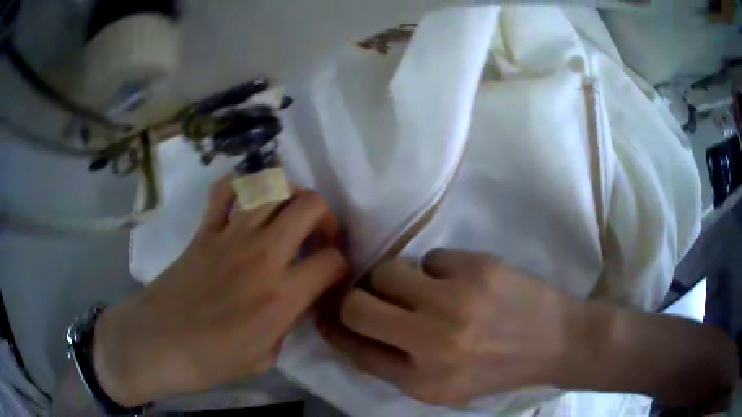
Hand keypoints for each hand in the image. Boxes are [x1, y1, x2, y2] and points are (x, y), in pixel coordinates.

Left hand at [94, 176, 348, 405]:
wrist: (158, 342)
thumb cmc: (210, 361)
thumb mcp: (265, 357)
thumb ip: (286, 323)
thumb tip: (292, 301)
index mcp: (281, 296)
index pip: (332, 261)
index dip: (340, 266)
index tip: (331, 276)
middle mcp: (262, 255)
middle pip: (310, 205)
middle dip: (325, 216)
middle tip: (317, 236)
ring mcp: (230, 235)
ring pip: (273, 186)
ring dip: (290, 195)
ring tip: (287, 215)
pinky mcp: (205, 229)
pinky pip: (227, 189)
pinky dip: (242, 187)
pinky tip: (247, 203)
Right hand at [320, 249, 578, 405]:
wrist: (556, 341)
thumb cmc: (497, 369)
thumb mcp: (443, 387)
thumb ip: (394, 365)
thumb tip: (350, 330)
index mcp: (423, 382)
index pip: (355, 349)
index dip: (334, 328)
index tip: (326, 312)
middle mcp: (433, 343)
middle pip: (357, 305)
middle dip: (355, 298)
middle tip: (373, 297)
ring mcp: (456, 301)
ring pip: (387, 270)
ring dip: (396, 279)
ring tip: (422, 289)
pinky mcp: (478, 267)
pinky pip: (430, 257)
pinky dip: (437, 269)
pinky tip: (461, 282)